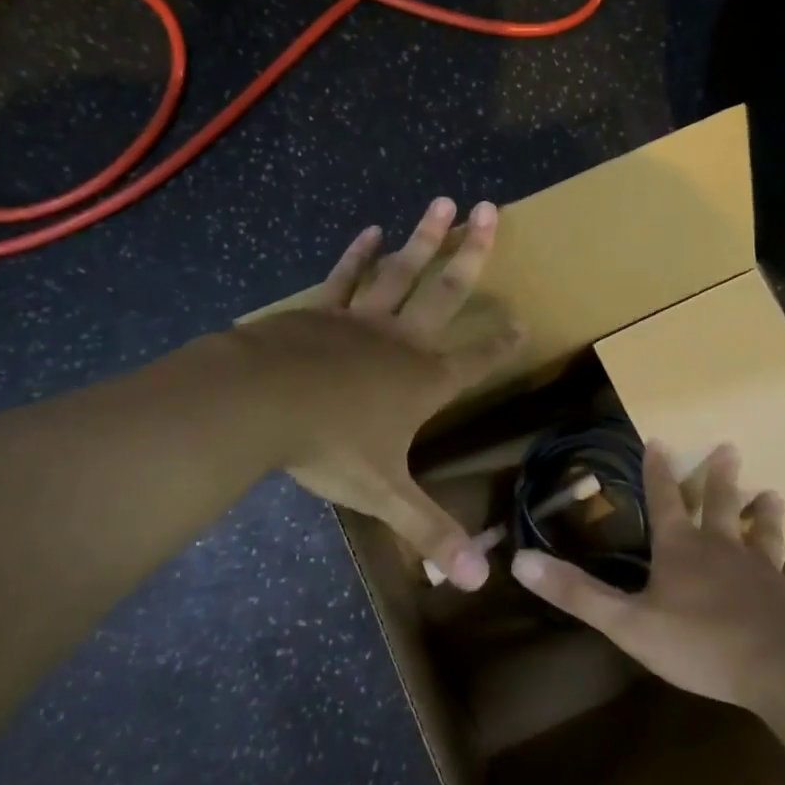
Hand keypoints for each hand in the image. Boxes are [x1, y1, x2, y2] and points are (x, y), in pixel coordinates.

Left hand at [230, 197, 522, 590]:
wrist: (260, 401)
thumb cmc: (330, 444)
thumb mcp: (384, 493)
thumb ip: (430, 532)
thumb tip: (480, 583)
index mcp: (423, 381)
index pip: (476, 362)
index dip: (502, 344)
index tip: (524, 321)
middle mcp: (400, 341)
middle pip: (446, 292)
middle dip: (471, 253)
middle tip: (489, 209)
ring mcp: (360, 320)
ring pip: (401, 271)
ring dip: (424, 238)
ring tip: (443, 201)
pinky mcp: (320, 312)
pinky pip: (345, 277)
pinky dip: (359, 254)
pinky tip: (371, 230)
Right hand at [510, 440, 784, 710]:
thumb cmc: (701, 643)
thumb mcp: (627, 623)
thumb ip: (577, 593)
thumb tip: (519, 560)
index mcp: (681, 549)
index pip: (665, 500)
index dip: (658, 471)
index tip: (659, 439)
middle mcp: (724, 550)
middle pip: (721, 504)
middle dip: (720, 477)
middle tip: (729, 447)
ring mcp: (765, 573)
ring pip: (764, 533)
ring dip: (764, 514)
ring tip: (771, 494)